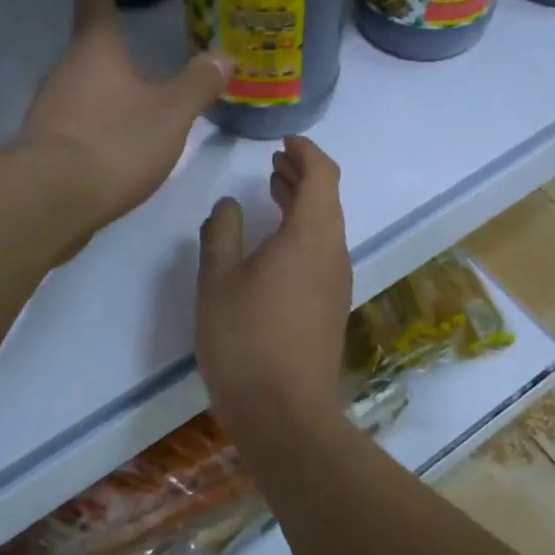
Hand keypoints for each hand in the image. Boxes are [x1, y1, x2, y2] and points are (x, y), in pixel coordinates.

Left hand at [18, 0, 229, 237]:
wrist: (54, 200)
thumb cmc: (117, 142)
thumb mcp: (171, 113)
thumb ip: (198, 83)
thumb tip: (222, 56)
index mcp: (95, 50)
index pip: (96, 2)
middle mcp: (66, 70)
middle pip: (88, 47)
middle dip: (109, 42)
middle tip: (133, 35)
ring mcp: (50, 108)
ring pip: (82, 85)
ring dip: (104, 84)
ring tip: (133, 90)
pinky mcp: (47, 144)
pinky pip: (77, 118)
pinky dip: (97, 118)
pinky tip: (116, 136)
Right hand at [196, 136, 352, 437]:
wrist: (285, 413)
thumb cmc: (245, 339)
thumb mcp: (218, 281)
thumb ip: (222, 234)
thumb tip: (229, 206)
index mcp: (311, 236)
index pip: (322, 175)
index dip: (306, 152)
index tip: (284, 142)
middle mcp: (333, 253)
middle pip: (327, 199)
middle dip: (302, 175)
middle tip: (274, 163)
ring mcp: (336, 283)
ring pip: (325, 228)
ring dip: (302, 204)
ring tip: (274, 192)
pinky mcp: (330, 307)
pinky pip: (322, 253)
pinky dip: (303, 232)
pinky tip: (276, 245)